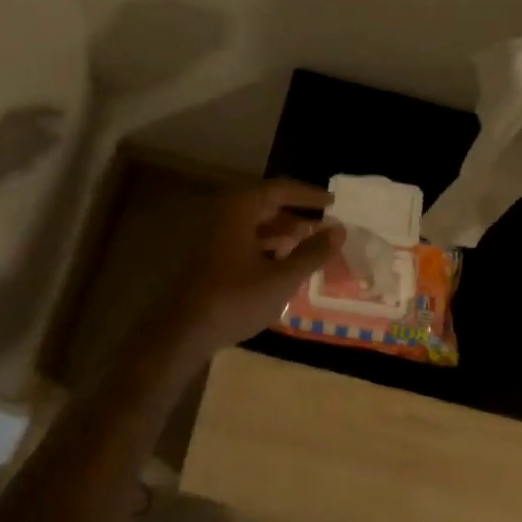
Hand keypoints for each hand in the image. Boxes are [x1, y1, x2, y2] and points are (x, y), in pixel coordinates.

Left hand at [165, 180, 343, 354]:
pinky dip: (267, 246)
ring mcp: (213, 235)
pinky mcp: (209, 256)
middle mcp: (224, 214)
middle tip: (324, 227)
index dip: (309, 195)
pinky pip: (244, 240)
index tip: (333, 203)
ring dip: (282, 232)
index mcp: (240, 209)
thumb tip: (339, 230)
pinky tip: (282, 264)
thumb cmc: (235, 299)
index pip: (280, 189)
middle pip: (266, 205)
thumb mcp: (282, 278)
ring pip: (255, 224)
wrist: (183, 332)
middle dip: (297, 216)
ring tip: (308, 247)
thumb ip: (312, 253)